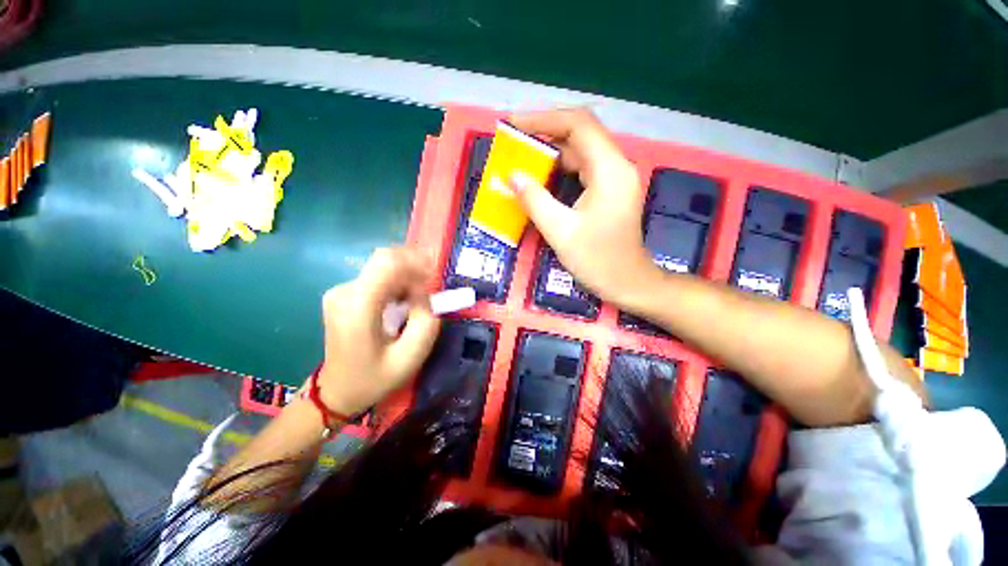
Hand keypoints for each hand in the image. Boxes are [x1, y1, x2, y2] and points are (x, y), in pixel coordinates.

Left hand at [316, 247, 440, 415]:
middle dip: (414, 268)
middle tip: (429, 291)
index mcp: (358, 307)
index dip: (416, 262)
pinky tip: (402, 303)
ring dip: (406, 277)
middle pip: (385, 260)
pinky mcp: (344, 293)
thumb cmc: (375, 378)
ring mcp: (341, 291)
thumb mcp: (411, 357)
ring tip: (416, 302)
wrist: (338, 391)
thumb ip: (426, 321)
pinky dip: (397, 283)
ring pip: (383, 266)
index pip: (387, 262)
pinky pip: (377, 276)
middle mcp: (345, 292)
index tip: (433, 279)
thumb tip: (425, 294)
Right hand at [508, 108, 658, 306]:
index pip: (578, 124)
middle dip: (544, 132)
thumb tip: (512, 176)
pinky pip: (583, 167)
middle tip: (513, 140)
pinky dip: (560, 167)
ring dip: (551, 150)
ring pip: (581, 150)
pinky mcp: (610, 189)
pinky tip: (541, 175)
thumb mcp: (560, 232)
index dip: (543, 119)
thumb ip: (534, 200)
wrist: (628, 283)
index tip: (513, 125)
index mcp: (609, 170)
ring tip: (522, 155)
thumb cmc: (597, 261)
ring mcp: (615, 177)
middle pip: (580, 133)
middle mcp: (616, 165)